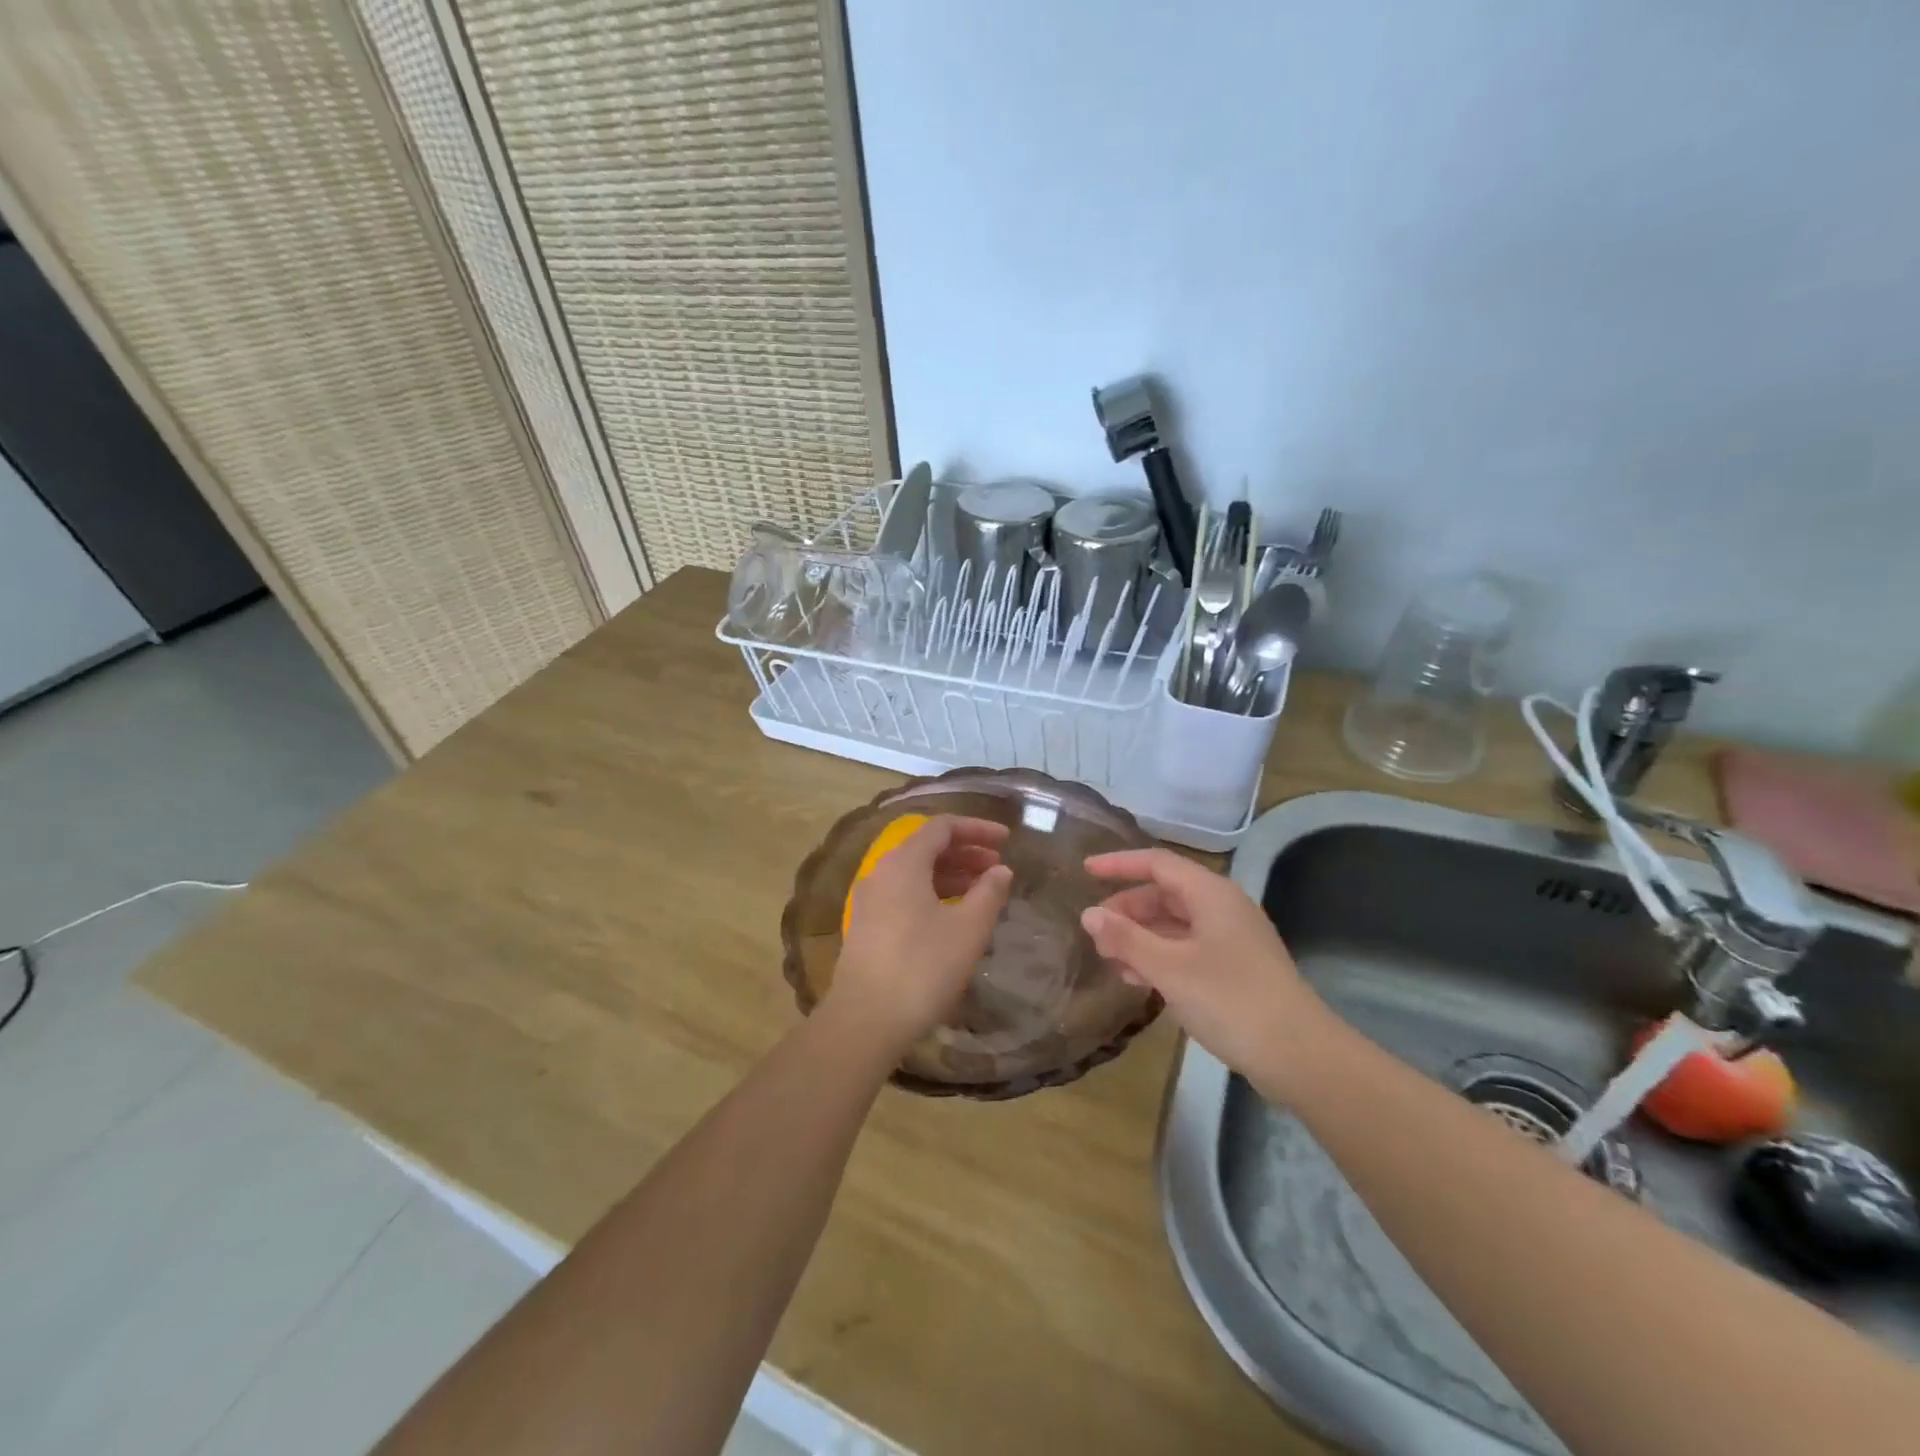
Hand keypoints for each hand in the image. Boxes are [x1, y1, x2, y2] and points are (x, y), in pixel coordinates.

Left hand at [829, 815, 1012, 1053]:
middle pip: (926, 847)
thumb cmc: (922, 968)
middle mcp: (881, 872)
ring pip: (915, 873)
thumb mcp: (967, 930)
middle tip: (998, 867)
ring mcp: (870, 900)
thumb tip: (1001, 871)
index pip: (942, 827)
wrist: (865, 1020)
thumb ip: (989, 893)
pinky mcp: (867, 926)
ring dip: (951, 875)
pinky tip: (954, 916)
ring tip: (983, 891)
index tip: (1007, 840)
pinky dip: (933, 894)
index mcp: (903, 863)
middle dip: (966, 852)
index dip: (977, 828)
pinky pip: (904, 894)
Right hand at [1081, 847, 1325, 1082]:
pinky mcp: (1236, 969)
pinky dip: (1160, 957)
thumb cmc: (1231, 1000)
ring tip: (1109, 960)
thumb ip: (1126, 938)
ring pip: (1175, 924)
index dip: (1119, 864)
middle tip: (1095, 933)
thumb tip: (1089, 914)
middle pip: (1165, 894)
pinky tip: (1138, 980)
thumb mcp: (1170, 968)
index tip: (1085, 871)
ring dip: (1140, 937)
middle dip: (1127, 910)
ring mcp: (1232, 939)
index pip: (1157, 863)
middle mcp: (1223, 908)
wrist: (1300, 1056)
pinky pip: (1188, 949)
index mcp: (1211, 894)